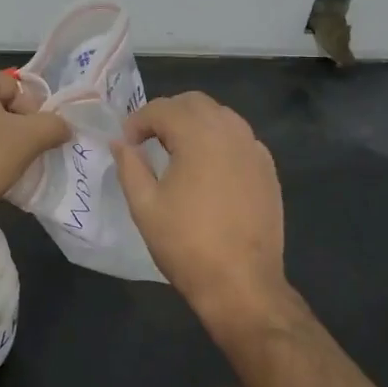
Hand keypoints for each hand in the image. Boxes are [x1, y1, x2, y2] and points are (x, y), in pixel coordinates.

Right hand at [111, 92, 287, 326]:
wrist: (242, 284)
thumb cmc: (186, 244)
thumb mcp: (145, 206)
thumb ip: (129, 166)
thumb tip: (119, 142)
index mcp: (198, 136)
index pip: (162, 108)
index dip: (137, 121)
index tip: (125, 144)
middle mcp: (230, 132)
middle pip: (194, 103)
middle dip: (167, 114)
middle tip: (148, 141)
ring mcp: (254, 150)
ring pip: (220, 116)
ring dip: (194, 124)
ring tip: (176, 151)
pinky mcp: (268, 170)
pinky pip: (239, 138)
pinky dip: (219, 140)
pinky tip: (208, 168)